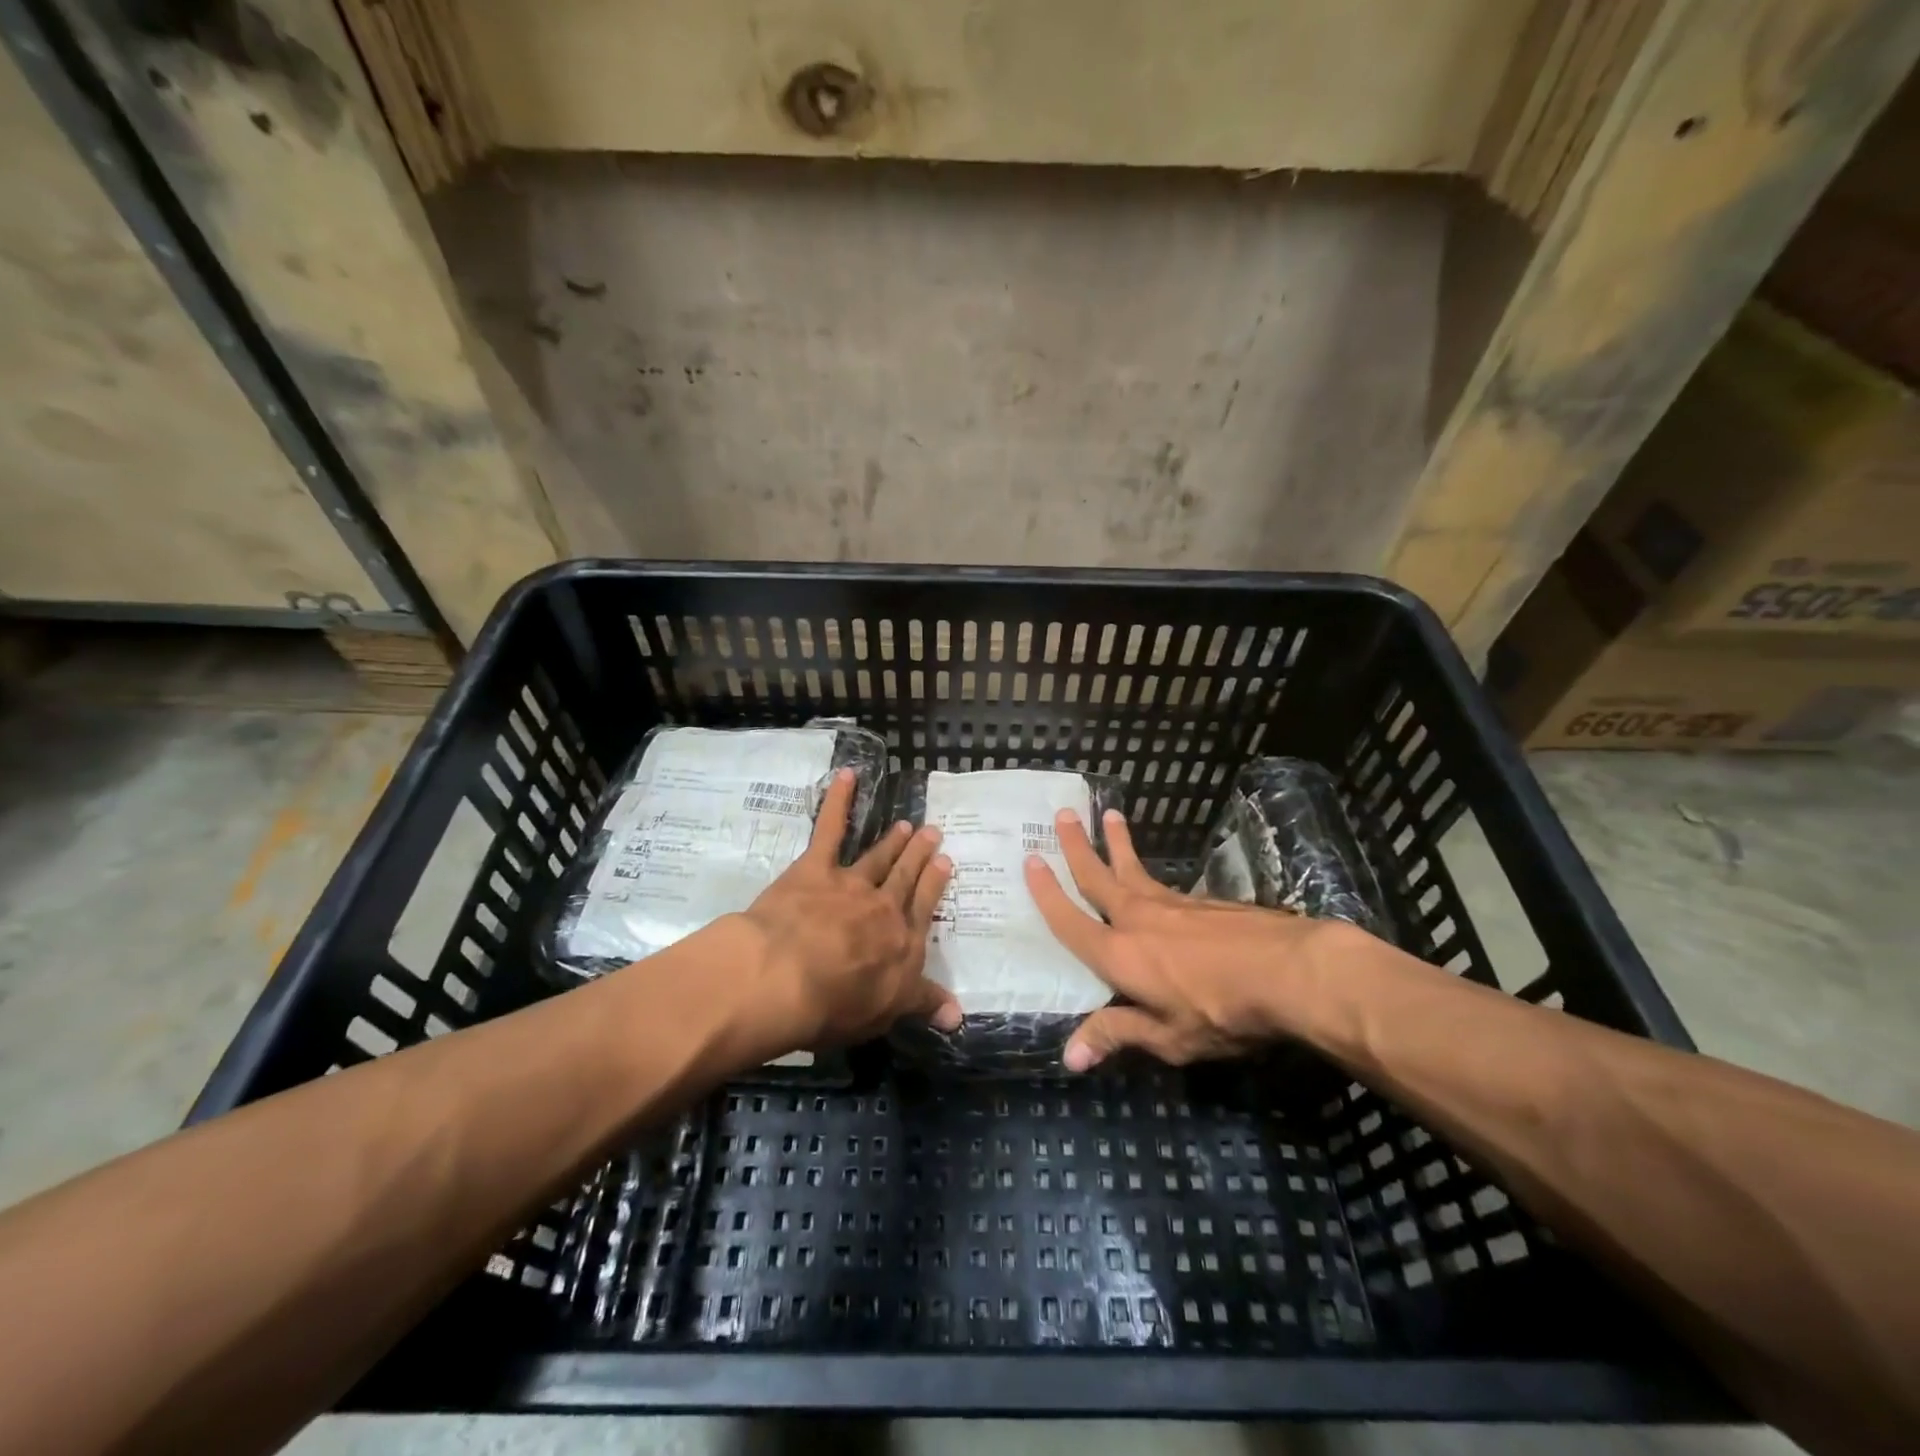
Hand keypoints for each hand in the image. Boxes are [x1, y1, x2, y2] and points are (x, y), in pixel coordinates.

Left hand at [735, 768, 960, 1053]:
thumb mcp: (887, 1012)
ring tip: (905, 825)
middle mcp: (883, 907)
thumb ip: (923, 1004)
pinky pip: (830, 828)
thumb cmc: (836, 1004)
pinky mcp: (815, 868)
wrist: (786, 977)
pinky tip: (847, 775)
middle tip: (932, 832)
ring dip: (892, 840)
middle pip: (905, 877)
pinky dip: (839, 800)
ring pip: (877, 856)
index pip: (924, 908)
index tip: (946, 863)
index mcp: (903, 942)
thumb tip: (960, 1015)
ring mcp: (850, 883)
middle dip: (919, 855)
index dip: (935, 884)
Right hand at [1023, 807, 1365, 1070]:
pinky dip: (1149, 870)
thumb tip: (1068, 1057)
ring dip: (1116, 843)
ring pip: (1133, 868)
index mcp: (1118, 954)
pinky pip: (1163, 882)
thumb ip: (1117, 1035)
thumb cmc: (1221, 1012)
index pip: (1070, 920)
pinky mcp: (1203, 902)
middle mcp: (1137, 918)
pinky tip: (1155, 877)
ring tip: (1109, 815)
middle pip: (1098, 875)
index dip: (1047, 893)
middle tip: (1063, 814)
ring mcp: (1172, 904)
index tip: (1030, 860)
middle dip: (1077, 846)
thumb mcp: (1168, 1037)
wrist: (1290, 971)